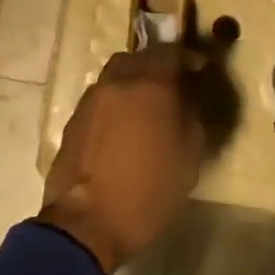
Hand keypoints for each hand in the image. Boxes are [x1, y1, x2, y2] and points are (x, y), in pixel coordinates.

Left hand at [41, 43, 209, 273]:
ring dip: (133, 81)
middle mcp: (117, 82)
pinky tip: (125, 124)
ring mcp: (91, 99)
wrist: (86, 221)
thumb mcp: (188, 159)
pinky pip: (101, 97)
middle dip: (157, 65)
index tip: (200, 67)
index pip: (171, 53)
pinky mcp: (74, 119)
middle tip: (173, 83)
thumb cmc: (147, 191)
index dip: (188, 57)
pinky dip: (116, 101)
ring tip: (147, 105)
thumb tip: (186, 103)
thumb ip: (192, 120)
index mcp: (149, 86)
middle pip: (138, 58)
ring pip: (115, 75)